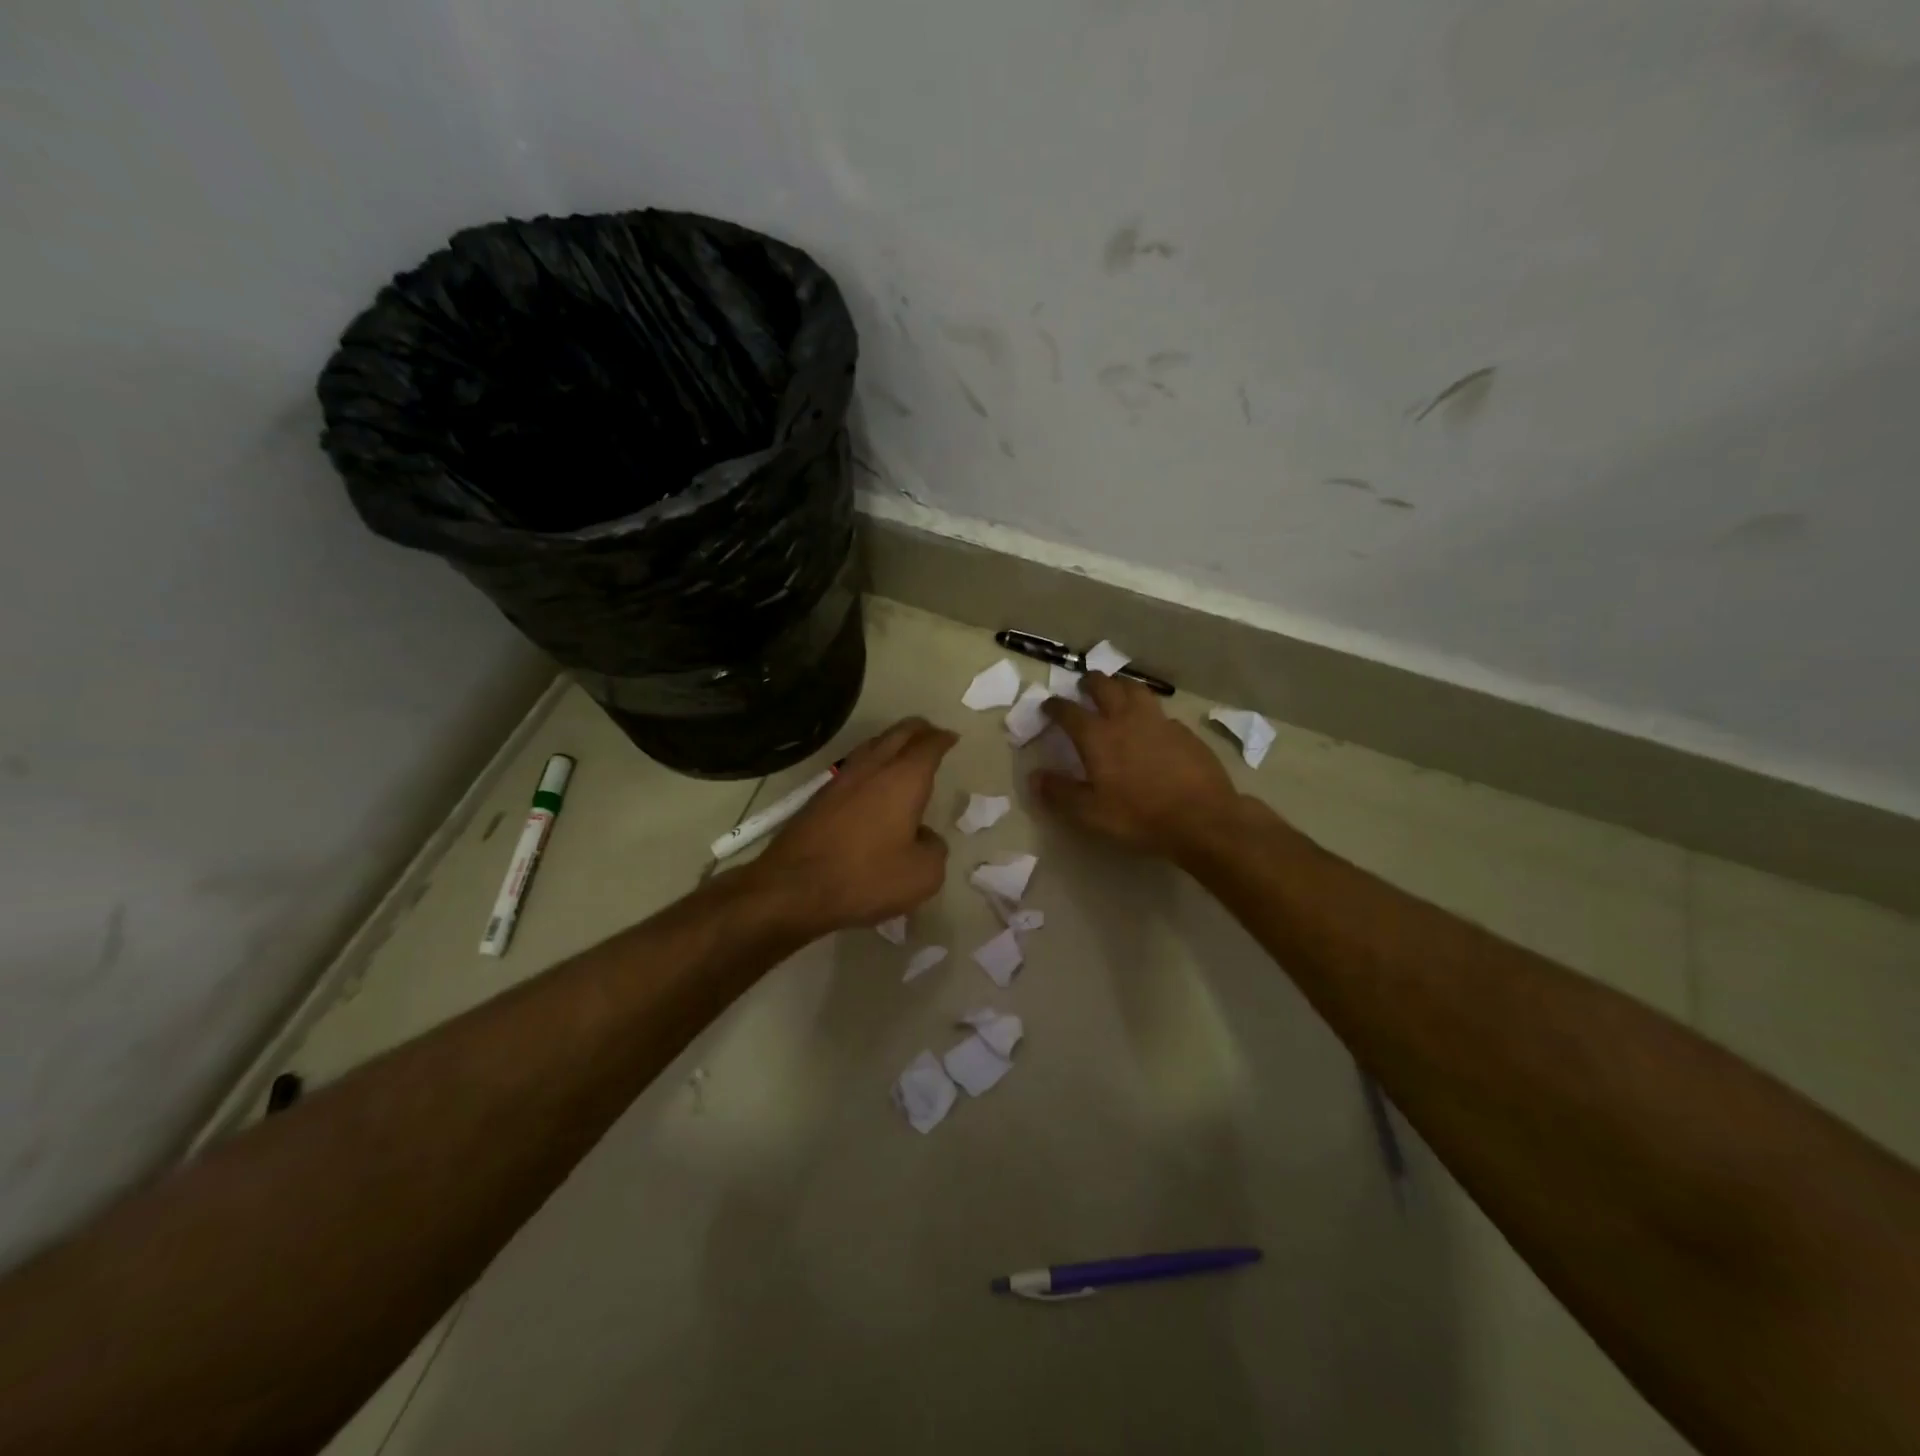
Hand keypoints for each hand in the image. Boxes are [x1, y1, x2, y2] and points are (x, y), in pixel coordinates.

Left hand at [745, 717, 956, 937]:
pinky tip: (872, 782)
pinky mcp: (820, 796)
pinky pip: (854, 766)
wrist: (794, 888)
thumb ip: (934, 848)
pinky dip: (871, 763)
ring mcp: (841, 779)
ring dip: (891, 743)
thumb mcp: (923, 875)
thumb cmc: (866, 878)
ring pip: (872, 745)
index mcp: (904, 778)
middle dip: (918, 729)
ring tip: (903, 752)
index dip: (943, 739)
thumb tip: (923, 836)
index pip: (928, 745)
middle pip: (898, 733)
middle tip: (931, 735)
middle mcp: (873, 768)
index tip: (952, 738)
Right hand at [1030, 674, 1245, 861]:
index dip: (1055, 706)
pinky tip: (1151, 724)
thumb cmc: (1139, 816)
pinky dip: (1148, 710)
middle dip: (1090, 682)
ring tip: (1117, 689)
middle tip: (1084, 685)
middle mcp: (1126, 718)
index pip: (1069, 711)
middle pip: (1105, 686)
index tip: (1048, 705)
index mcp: (1098, 736)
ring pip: (1136, 689)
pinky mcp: (1184, 731)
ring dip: (1121, 685)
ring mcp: (1158, 721)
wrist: (1202, 818)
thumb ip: (1060, 793)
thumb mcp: (1091, 813)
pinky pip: (1160, 711)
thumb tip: (1034, 777)